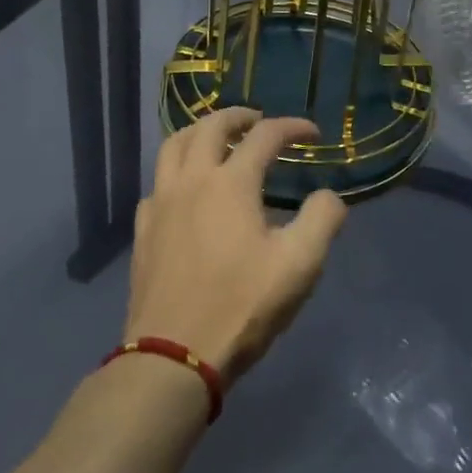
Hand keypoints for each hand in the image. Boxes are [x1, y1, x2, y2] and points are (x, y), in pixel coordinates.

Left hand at [123, 109, 347, 380]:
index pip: (265, 135)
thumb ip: (322, 219)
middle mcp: (191, 181)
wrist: (173, 356)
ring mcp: (161, 204)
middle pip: (210, 127)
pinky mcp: (143, 231)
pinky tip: (186, 191)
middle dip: (238, 116)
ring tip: (217, 139)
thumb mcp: (299, 265)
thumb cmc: (240, 306)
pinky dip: (176, 172)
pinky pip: (157, 183)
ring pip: (174, 146)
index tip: (313, 133)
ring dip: (199, 132)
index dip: (292, 127)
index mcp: (230, 183)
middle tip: (258, 120)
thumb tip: (328, 195)